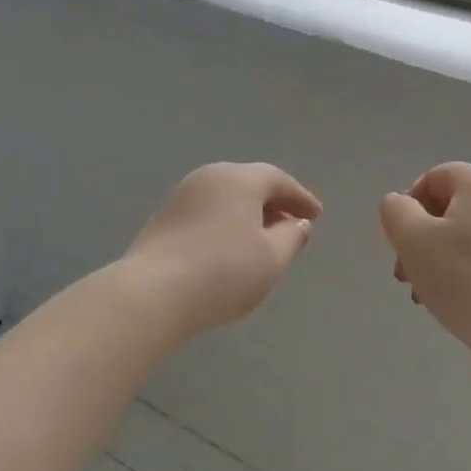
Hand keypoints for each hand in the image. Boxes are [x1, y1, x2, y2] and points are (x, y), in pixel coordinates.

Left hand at [124, 162, 322, 339]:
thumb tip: (297, 223)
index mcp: (238, 179)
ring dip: (248, 216)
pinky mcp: (162, 220)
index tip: (316, 215)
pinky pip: (206, 214)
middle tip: (291, 226)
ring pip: (224, 199)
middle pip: (248, 184)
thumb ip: (291, 237)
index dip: (300, 197)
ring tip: (262, 241)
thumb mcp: (272, 258)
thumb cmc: (224, 272)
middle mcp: (208, 177)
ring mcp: (181, 197)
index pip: (277, 180)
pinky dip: (225, 225)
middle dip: (273, 204)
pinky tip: (229, 250)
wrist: (154, 292)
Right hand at [379, 163, 470, 363]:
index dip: (407, 209)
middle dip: (422, 239)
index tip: (400, 246)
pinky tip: (463, 302)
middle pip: (452, 208)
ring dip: (443, 259)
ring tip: (429, 296)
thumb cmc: (465, 278)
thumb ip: (395, 211)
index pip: (432, 179)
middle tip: (407, 277)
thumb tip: (401, 205)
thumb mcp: (412, 240)